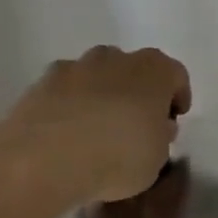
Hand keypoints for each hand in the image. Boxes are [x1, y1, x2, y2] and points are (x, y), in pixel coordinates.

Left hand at [0, 45, 192, 204]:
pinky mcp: (40, 83)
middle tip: (137, 124)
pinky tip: (68, 135)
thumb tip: (155, 128)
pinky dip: (70, 106)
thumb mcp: (158, 158)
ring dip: (102, 95)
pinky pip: (65, 91)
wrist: (45, 159)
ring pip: (97, 76)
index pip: (176, 75)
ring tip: (98, 131)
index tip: (172, 120)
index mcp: (155, 70)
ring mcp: (75, 66)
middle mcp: (116, 58)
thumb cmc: (119, 156)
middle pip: (134, 70)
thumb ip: (161, 137)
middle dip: (138, 92)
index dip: (177, 97)